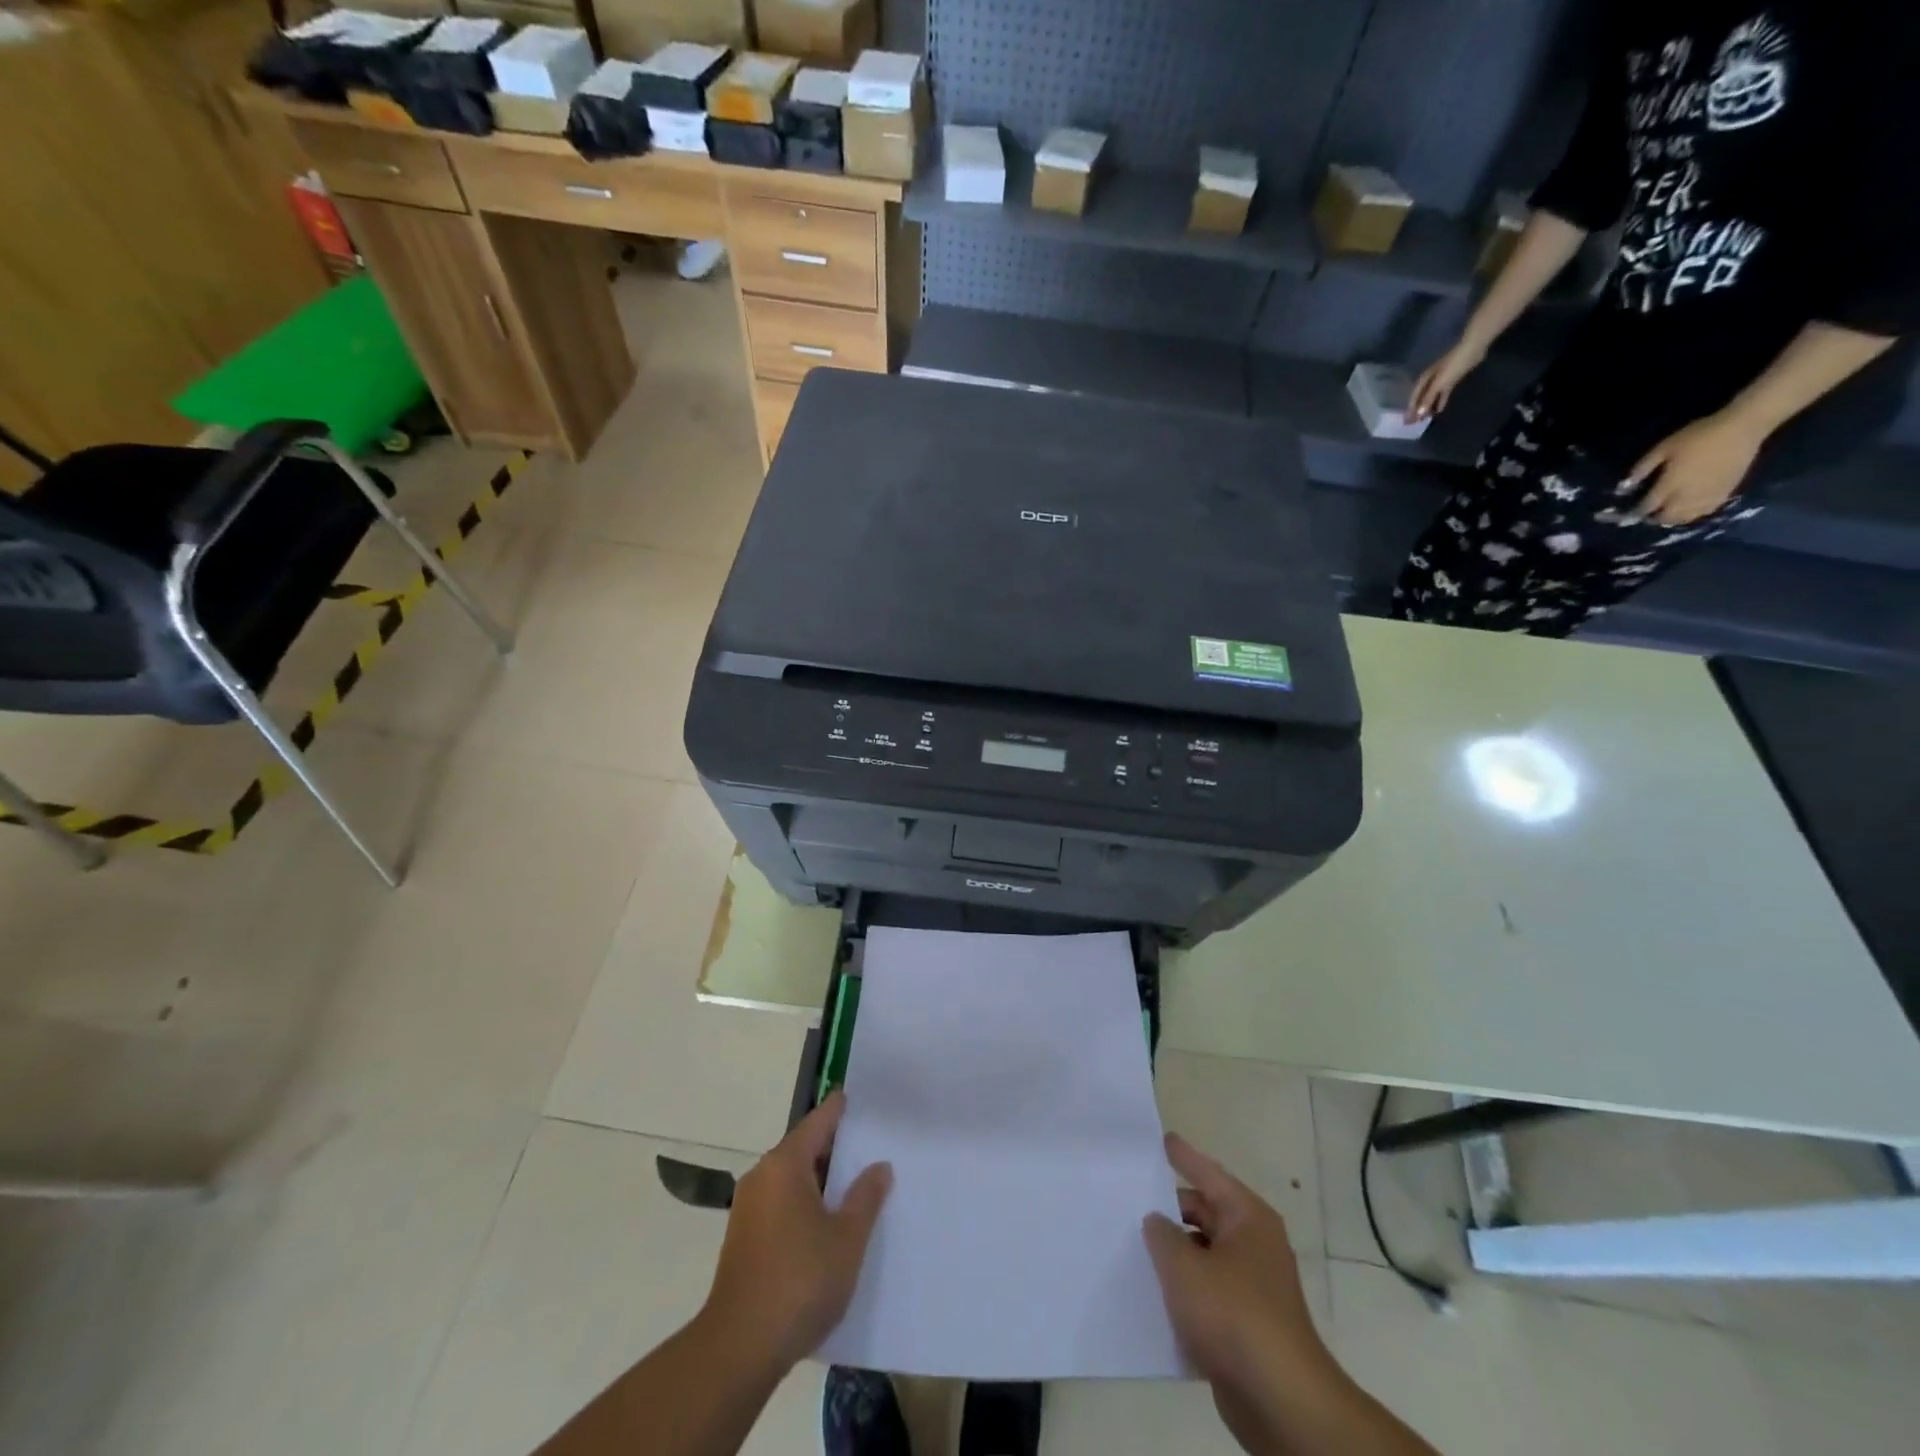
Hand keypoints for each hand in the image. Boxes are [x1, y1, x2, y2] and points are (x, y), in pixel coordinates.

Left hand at [703, 1092, 892, 1371]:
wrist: (740, 1347)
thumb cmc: (800, 1280)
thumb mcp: (847, 1238)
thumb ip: (866, 1197)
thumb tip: (878, 1166)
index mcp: (784, 1165)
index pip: (818, 1122)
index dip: (838, 1109)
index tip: (854, 1096)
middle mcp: (762, 1177)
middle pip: (803, 1149)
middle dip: (834, 1148)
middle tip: (868, 1145)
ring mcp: (748, 1209)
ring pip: (792, 1180)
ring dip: (820, 1181)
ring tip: (854, 1185)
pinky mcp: (744, 1239)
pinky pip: (781, 1204)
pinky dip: (805, 1203)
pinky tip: (827, 1223)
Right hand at [1144, 1135, 1336, 1449]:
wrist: (1281, 1402)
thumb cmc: (1233, 1315)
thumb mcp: (1183, 1266)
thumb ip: (1161, 1234)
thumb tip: (1157, 1221)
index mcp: (1246, 1218)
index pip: (1207, 1173)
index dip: (1183, 1156)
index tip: (1162, 1138)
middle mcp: (1253, 1244)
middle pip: (1204, 1213)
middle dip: (1170, 1208)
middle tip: (1130, 1198)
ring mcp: (1252, 1286)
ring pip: (1203, 1254)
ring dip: (1174, 1252)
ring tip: (1132, 1244)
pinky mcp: (1246, 1324)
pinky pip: (1206, 1292)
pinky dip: (1183, 1289)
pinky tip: (1152, 1293)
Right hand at [1406, 337, 1487, 421]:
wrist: (1472, 349)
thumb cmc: (1453, 365)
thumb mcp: (1439, 383)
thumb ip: (1428, 398)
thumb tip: (1418, 414)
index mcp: (1423, 380)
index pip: (1413, 398)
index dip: (1410, 410)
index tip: (1407, 422)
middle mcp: (1429, 381)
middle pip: (1421, 398)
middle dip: (1417, 410)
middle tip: (1414, 423)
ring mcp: (1440, 380)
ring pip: (1431, 397)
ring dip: (1428, 407)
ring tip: (1425, 419)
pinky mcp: (1450, 380)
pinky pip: (1442, 394)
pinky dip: (1439, 402)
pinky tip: (1439, 410)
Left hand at [1624, 412, 1765, 524]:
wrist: (1742, 428)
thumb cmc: (1698, 436)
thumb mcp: (1663, 448)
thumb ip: (1642, 469)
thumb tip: (1623, 488)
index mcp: (1670, 485)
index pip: (1648, 506)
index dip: (1636, 513)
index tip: (1628, 514)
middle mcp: (1688, 495)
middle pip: (1666, 517)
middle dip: (1653, 518)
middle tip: (1648, 514)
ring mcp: (1708, 496)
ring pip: (1685, 518)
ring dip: (1672, 519)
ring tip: (1666, 514)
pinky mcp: (1726, 492)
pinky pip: (1706, 511)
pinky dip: (1693, 515)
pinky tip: (1689, 510)